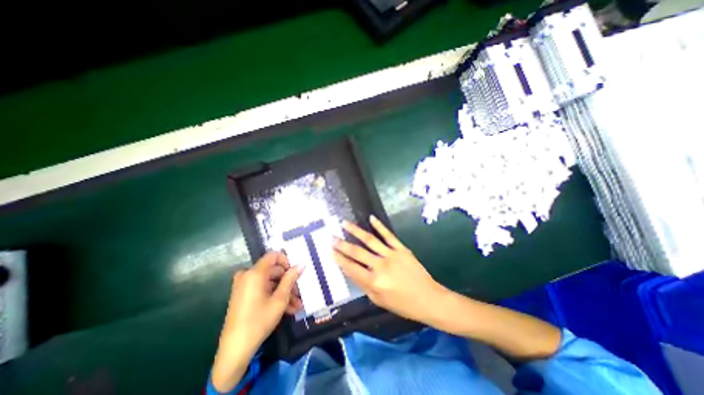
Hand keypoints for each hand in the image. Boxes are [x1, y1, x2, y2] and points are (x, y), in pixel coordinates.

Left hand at [211, 253, 304, 390]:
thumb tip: (301, 264)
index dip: (287, 261)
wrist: (234, 350)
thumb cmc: (259, 321)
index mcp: (254, 273)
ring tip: (296, 306)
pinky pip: (262, 289)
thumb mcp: (280, 299)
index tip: (295, 273)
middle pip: (273, 271)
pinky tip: (287, 309)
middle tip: (299, 294)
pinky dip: (274, 296)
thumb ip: (291, 279)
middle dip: (288, 282)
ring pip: (270, 282)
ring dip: (284, 292)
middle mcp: (247, 275)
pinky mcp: (243, 295)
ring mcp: (244, 285)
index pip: (274, 255)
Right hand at [334, 216, 446, 323]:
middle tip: (331, 237)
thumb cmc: (402, 304)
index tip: (330, 251)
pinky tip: (371, 218)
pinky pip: (388, 235)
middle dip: (342, 244)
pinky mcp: (401, 248)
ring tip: (344, 223)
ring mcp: (391, 255)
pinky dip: (379, 226)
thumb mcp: (379, 300)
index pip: (351, 268)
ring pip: (369, 240)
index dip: (339, 259)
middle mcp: (380, 267)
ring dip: (355, 231)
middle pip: (357, 252)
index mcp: (374, 283)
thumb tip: (351, 270)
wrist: (429, 299)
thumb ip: (363, 285)